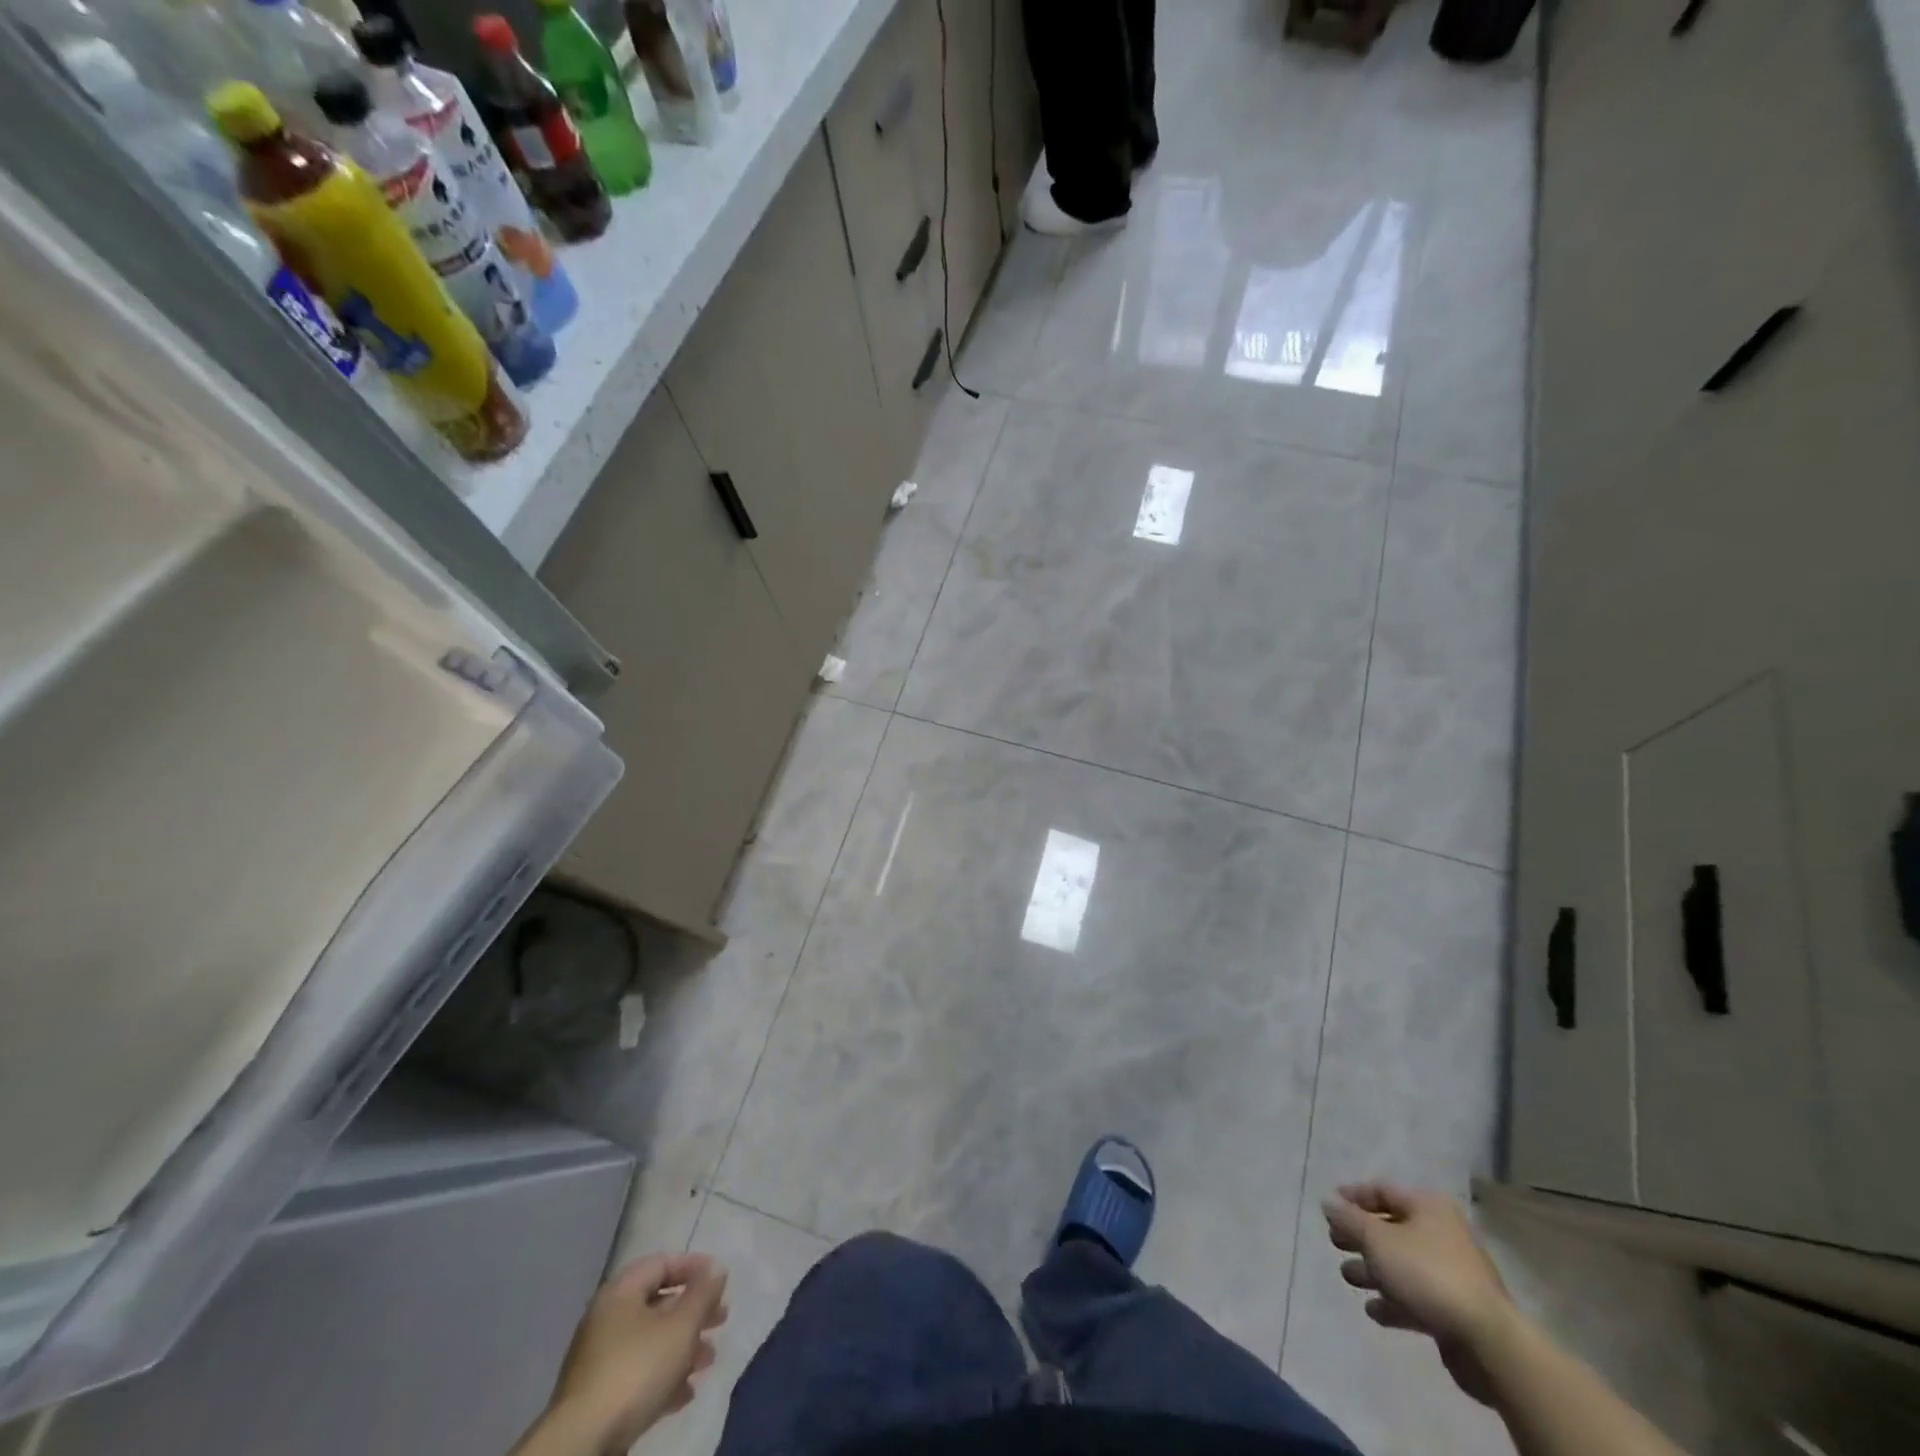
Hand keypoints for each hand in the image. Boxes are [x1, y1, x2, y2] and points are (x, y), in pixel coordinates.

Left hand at [543, 1252, 729, 1452]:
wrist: (581, 1445)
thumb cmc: (636, 1371)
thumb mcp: (681, 1326)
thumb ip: (702, 1293)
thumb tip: (716, 1268)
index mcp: (621, 1292)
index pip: (662, 1263)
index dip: (694, 1267)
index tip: (720, 1280)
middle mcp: (607, 1319)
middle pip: (658, 1303)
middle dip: (693, 1312)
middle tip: (721, 1320)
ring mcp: (599, 1360)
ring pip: (650, 1341)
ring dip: (683, 1347)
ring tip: (708, 1360)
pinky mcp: (597, 1396)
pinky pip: (638, 1373)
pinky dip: (663, 1376)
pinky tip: (685, 1394)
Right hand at [1322, 1182, 1516, 1406]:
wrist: (1488, 1342)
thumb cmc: (1426, 1274)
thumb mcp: (1377, 1240)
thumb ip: (1348, 1219)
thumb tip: (1328, 1202)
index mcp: (1428, 1207)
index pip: (1382, 1190)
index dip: (1352, 1196)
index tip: (1328, 1207)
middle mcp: (1442, 1233)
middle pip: (1391, 1228)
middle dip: (1360, 1236)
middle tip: (1335, 1243)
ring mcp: (1452, 1273)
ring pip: (1402, 1264)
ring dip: (1373, 1270)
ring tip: (1348, 1277)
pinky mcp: (1455, 1310)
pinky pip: (1416, 1296)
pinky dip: (1393, 1299)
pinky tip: (1374, 1310)